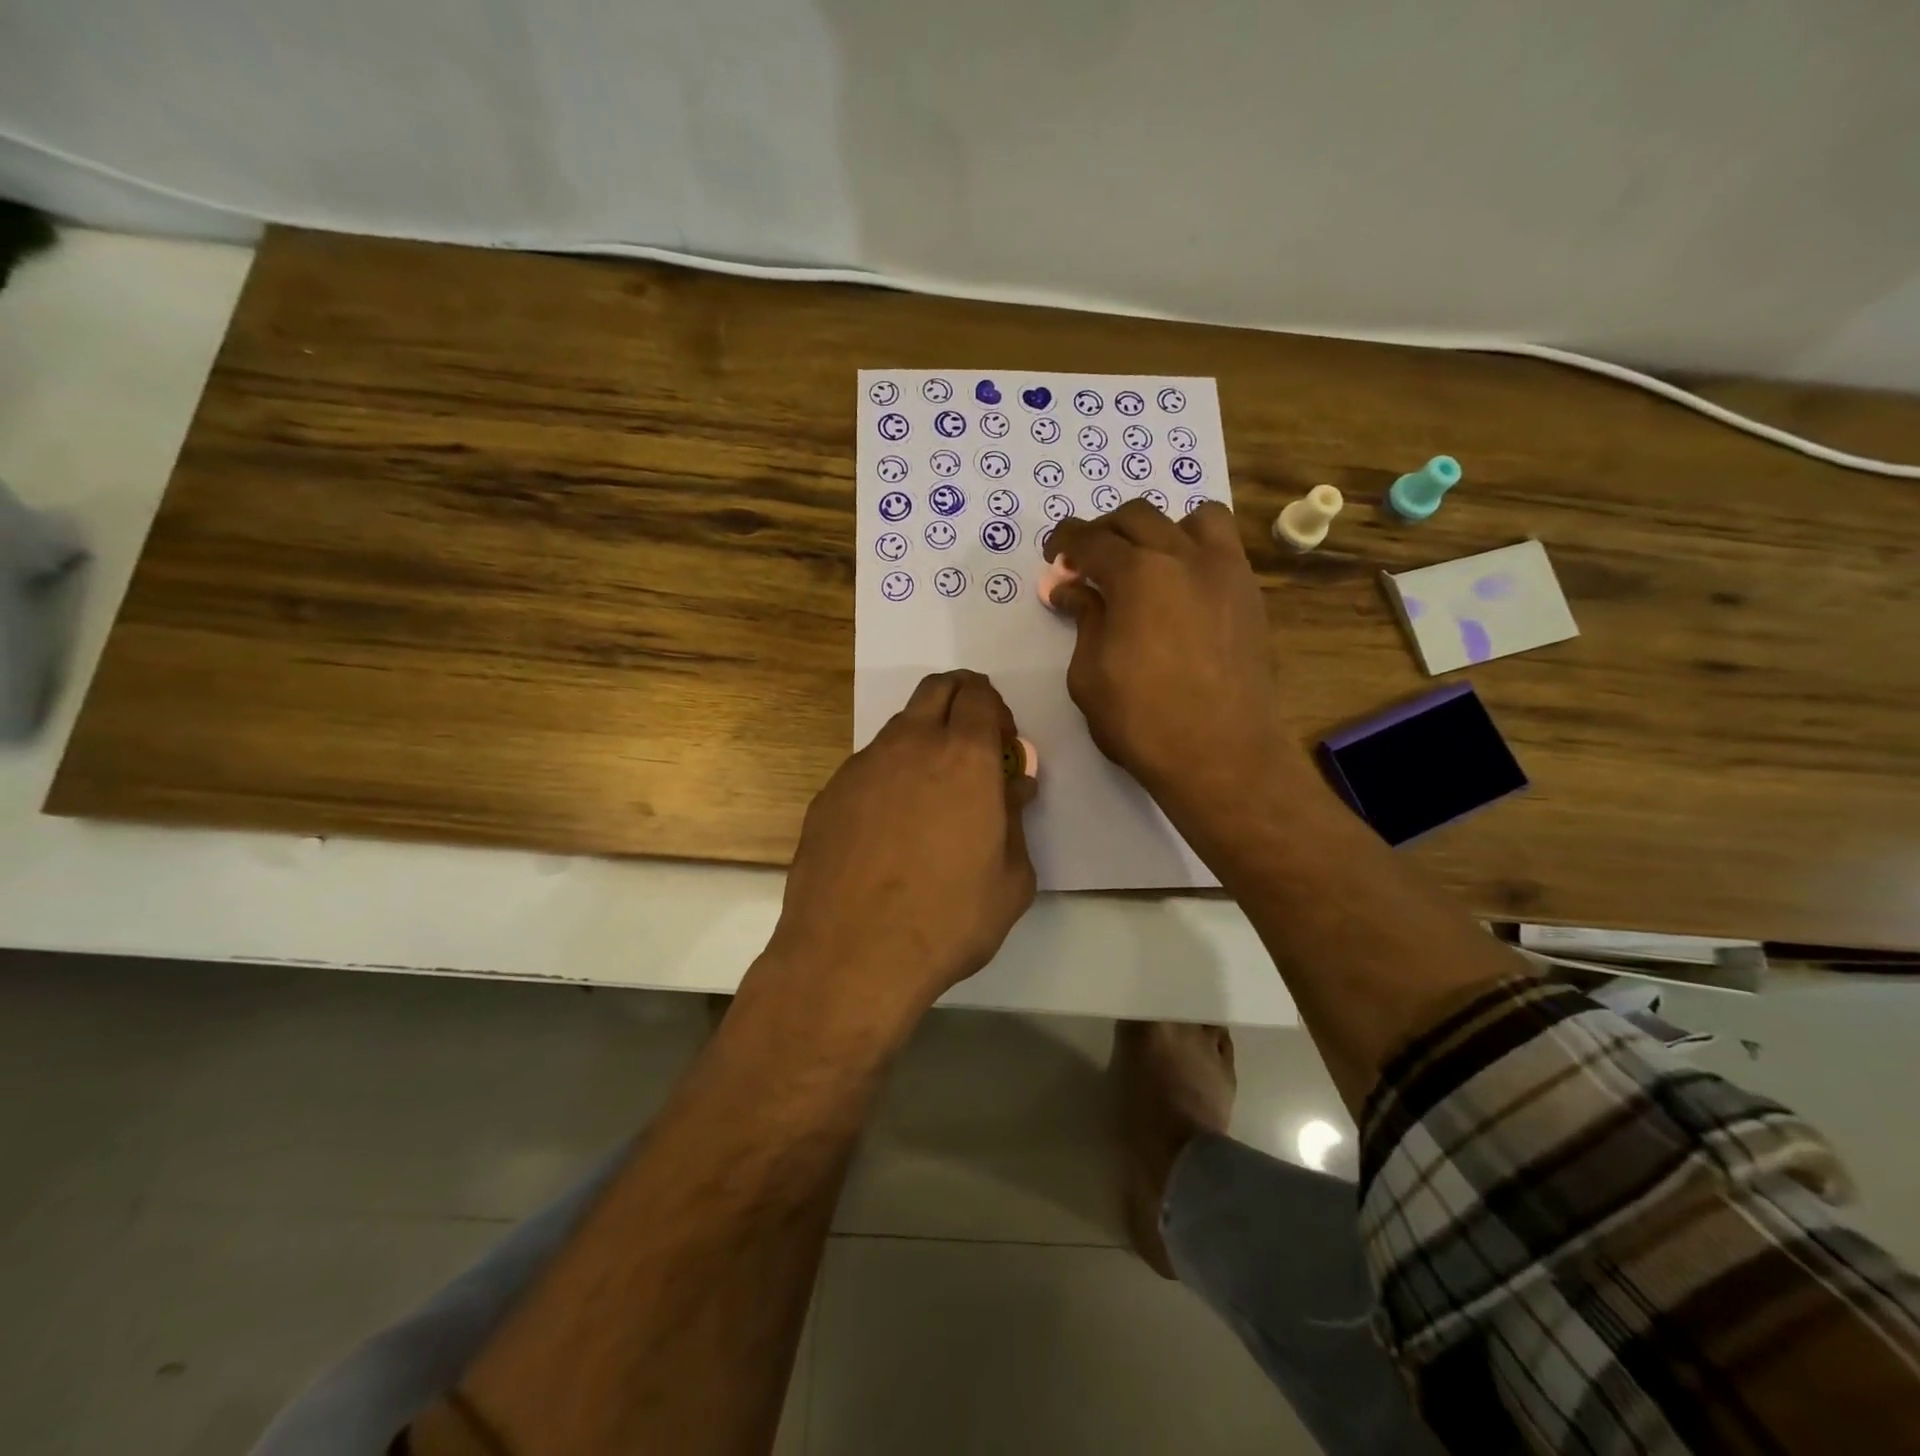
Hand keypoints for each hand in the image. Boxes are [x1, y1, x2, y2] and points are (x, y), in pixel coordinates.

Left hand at [768, 670, 1036, 1014]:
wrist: (852, 955)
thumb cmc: (948, 919)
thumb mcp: (1011, 879)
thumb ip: (1016, 820)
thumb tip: (1013, 786)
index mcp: (965, 756)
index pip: (981, 695)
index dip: (996, 711)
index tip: (1002, 746)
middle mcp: (911, 745)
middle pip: (937, 689)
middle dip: (961, 699)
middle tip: (973, 744)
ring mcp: (862, 765)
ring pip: (899, 727)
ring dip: (923, 740)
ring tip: (931, 796)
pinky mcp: (829, 794)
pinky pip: (868, 767)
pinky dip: (888, 777)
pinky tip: (889, 828)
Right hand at [1045, 501, 1295, 839]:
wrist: (1221, 754)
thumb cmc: (1142, 721)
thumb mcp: (1090, 674)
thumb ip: (1084, 620)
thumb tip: (1072, 590)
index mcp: (1137, 575)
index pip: (1091, 540)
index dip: (1065, 542)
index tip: (1053, 555)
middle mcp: (1184, 557)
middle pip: (1138, 517)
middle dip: (1104, 531)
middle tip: (1087, 560)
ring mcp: (1226, 572)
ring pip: (1194, 518)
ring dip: (1160, 529)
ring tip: (1145, 560)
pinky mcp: (1250, 595)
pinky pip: (1224, 548)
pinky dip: (1196, 550)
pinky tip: (1181, 585)